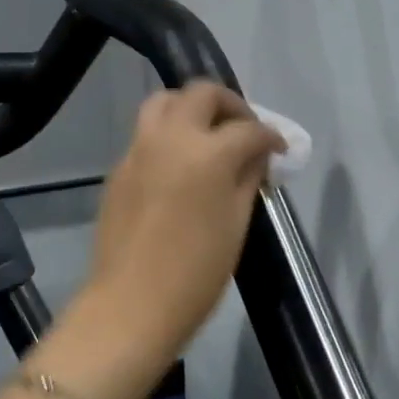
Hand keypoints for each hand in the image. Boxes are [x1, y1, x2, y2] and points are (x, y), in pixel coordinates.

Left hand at [88, 82, 282, 352]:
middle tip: (244, 129)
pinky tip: (180, 165)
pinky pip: (146, 133)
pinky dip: (168, 134)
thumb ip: (247, 178)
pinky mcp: (118, 169)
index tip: (280, 150)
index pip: (248, 129)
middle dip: (230, 104)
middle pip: (202, 93)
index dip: (271, 137)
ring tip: (208, 135)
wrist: (132, 305)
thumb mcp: (236, 224)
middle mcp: (170, 138)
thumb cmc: (196, 273)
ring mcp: (138, 150)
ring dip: (191, 108)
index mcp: (207, 153)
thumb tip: (256, 155)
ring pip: (164, 102)